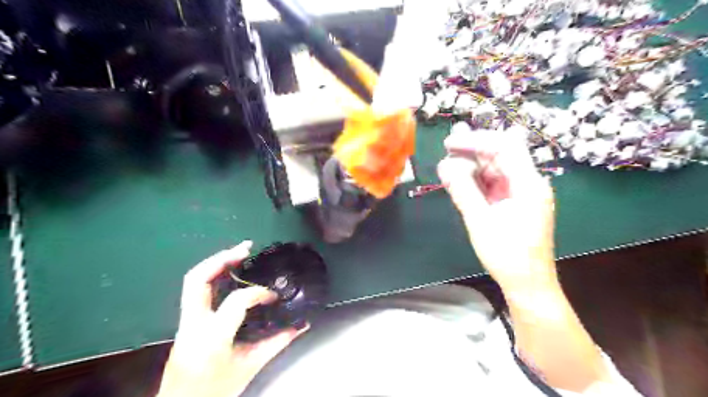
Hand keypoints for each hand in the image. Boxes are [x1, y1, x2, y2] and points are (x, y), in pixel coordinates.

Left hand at [158, 240, 306, 396]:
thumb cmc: (215, 391)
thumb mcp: (250, 367)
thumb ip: (277, 343)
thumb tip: (301, 325)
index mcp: (212, 338)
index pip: (236, 302)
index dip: (257, 293)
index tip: (273, 296)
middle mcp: (193, 325)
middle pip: (198, 279)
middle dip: (222, 258)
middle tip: (246, 248)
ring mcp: (184, 322)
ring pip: (193, 281)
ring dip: (216, 262)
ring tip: (240, 252)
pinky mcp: (185, 321)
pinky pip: (197, 290)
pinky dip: (214, 274)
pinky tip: (230, 271)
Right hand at [437, 125, 557, 293]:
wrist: (527, 284)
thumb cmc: (507, 255)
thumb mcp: (480, 221)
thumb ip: (463, 190)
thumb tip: (444, 165)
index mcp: (528, 184)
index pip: (504, 146)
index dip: (476, 140)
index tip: (449, 144)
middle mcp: (528, 183)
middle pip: (500, 154)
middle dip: (472, 149)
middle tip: (446, 147)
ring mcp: (522, 193)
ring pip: (495, 168)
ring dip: (472, 164)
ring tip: (448, 163)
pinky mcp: (514, 202)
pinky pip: (494, 183)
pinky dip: (476, 180)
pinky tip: (459, 179)